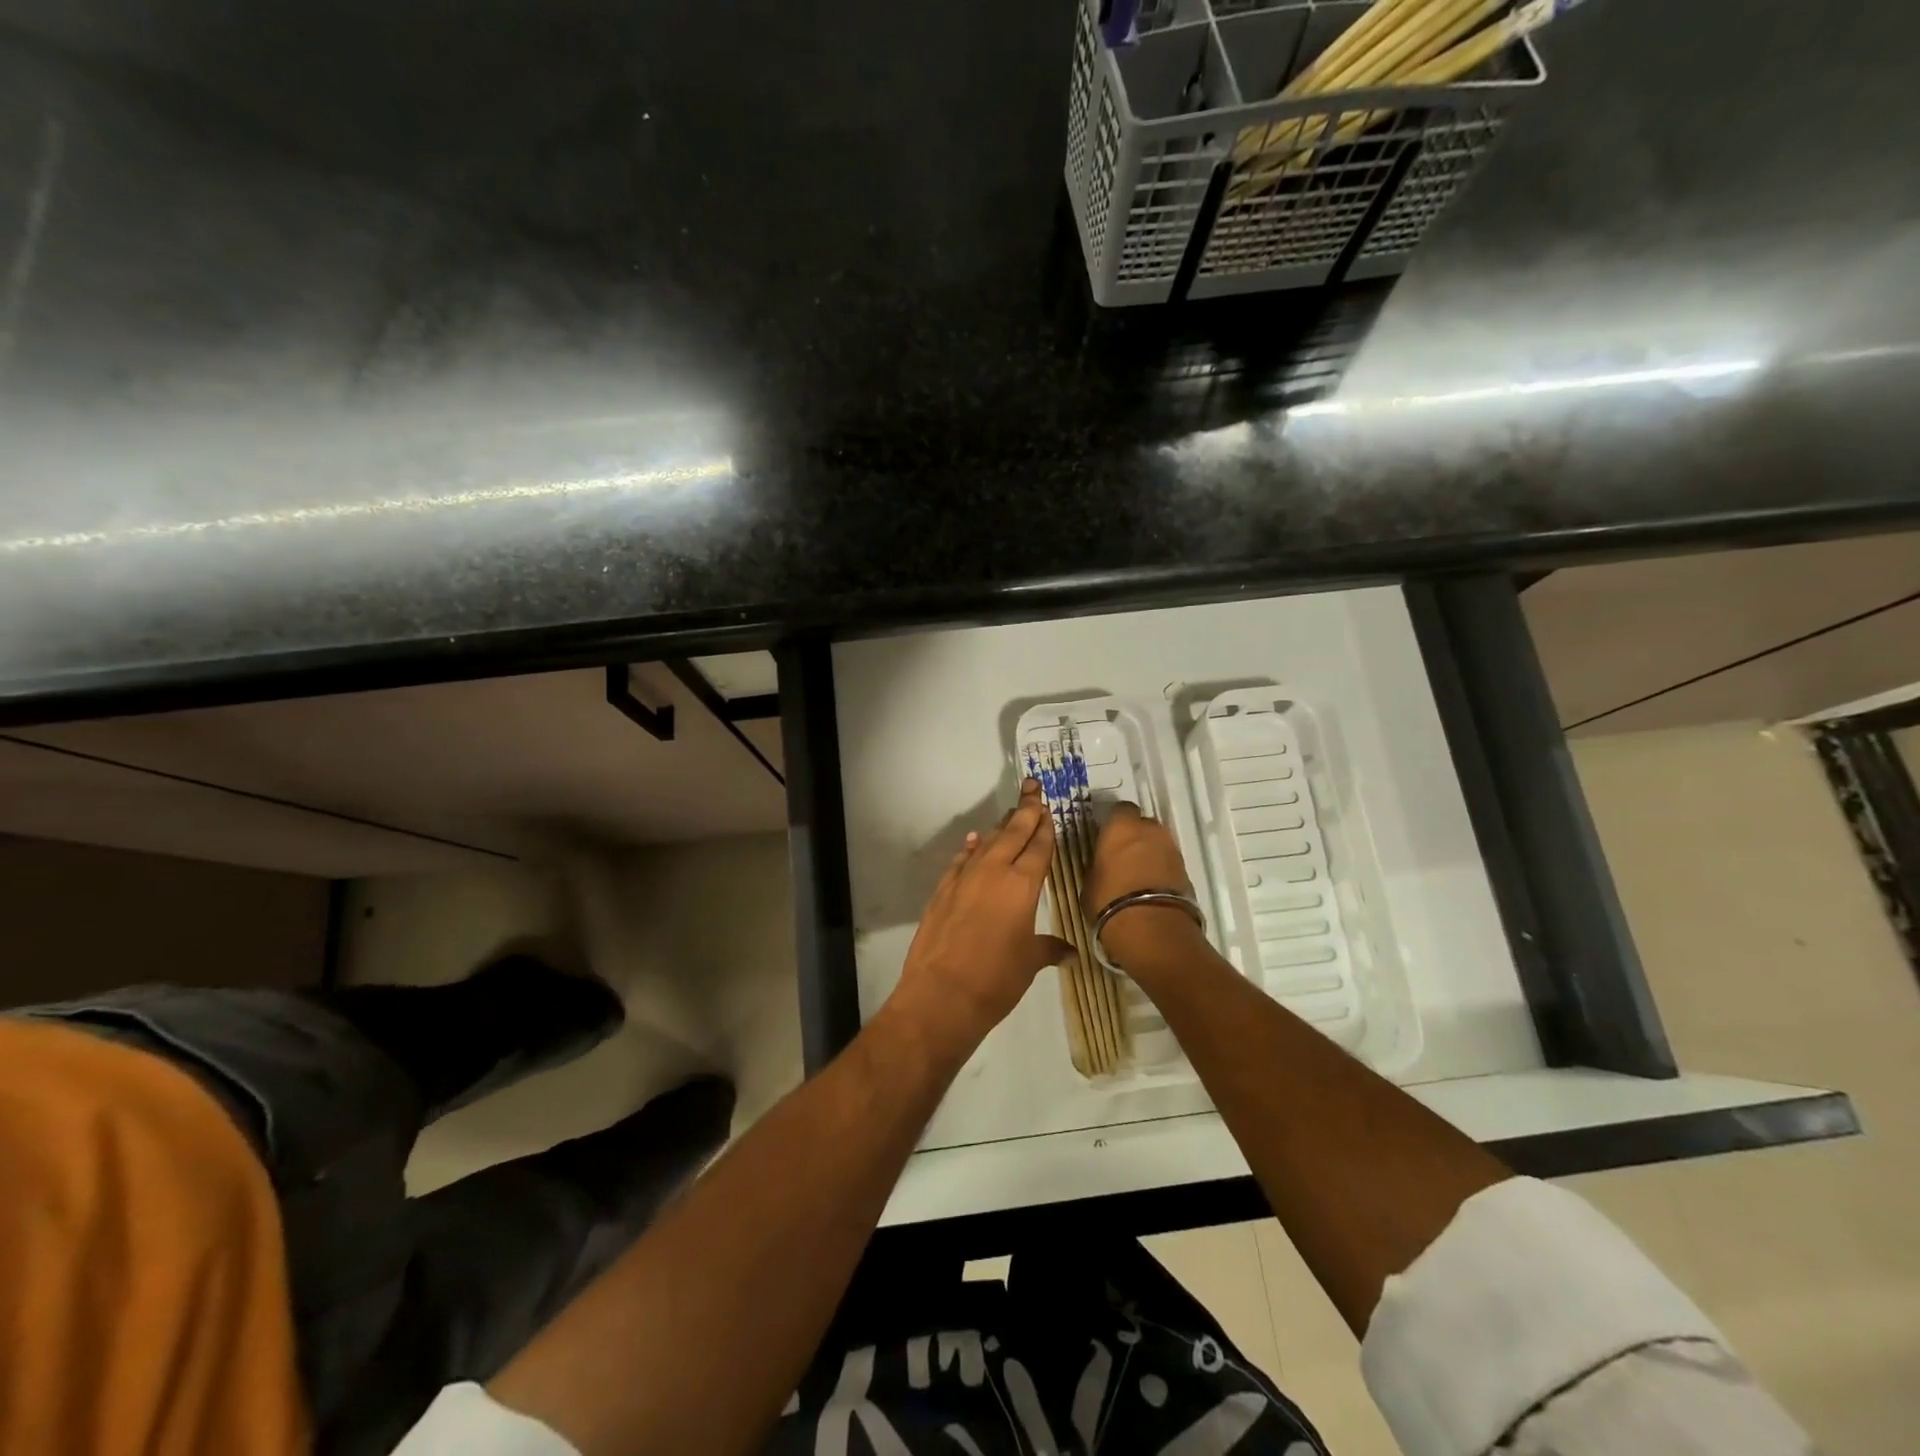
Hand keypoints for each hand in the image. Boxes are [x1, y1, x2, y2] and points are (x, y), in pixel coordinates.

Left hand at [889, 780, 1070, 1056]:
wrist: (941, 994)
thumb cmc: (996, 979)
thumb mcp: (1029, 963)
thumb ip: (1049, 949)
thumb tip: (1070, 953)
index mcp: (1022, 885)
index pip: (1038, 847)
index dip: (1045, 827)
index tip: (1049, 808)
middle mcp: (993, 872)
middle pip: (1013, 833)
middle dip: (1025, 810)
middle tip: (1032, 786)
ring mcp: (964, 878)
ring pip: (986, 842)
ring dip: (1000, 827)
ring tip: (1011, 814)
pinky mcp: (942, 890)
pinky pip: (961, 860)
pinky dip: (970, 848)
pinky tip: (974, 841)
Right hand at [1082, 803, 1205, 968]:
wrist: (1152, 929)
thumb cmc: (1110, 901)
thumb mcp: (1090, 882)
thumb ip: (1098, 866)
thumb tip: (1102, 864)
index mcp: (1122, 827)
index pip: (1120, 810)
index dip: (1114, 823)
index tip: (1106, 837)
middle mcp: (1150, 831)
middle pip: (1143, 825)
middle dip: (1135, 837)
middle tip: (1122, 856)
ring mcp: (1172, 850)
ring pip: (1158, 844)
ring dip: (1150, 854)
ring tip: (1137, 876)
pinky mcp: (1186, 871)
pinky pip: (1169, 864)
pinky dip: (1161, 871)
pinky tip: (1150, 889)